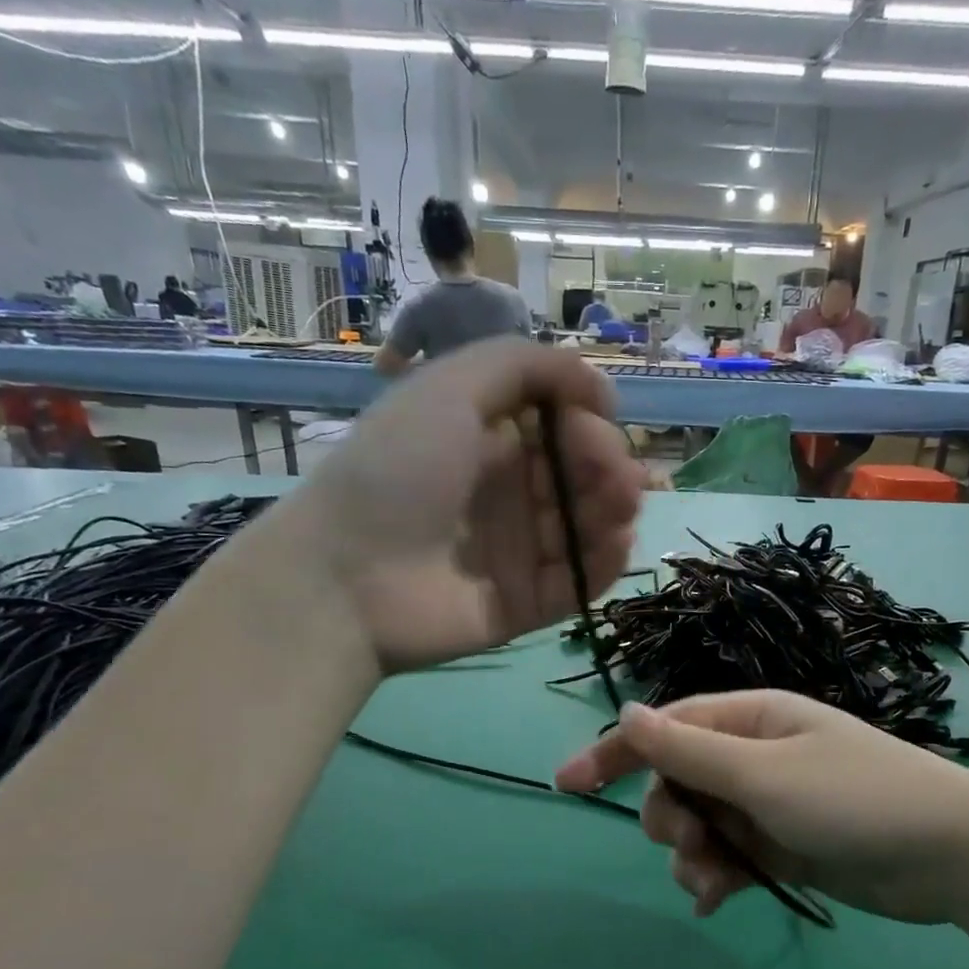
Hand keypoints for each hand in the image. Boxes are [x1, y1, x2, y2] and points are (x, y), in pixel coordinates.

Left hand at [283, 340, 645, 671]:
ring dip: (617, 510)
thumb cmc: (397, 471)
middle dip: (610, 467)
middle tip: (617, 475)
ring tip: (621, 506)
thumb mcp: (450, 388)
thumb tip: (599, 387)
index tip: (594, 421)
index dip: (588, 423)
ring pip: (589, 527)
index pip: (561, 428)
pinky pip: (580, 581)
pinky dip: (607, 561)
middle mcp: (508, 494)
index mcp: (488, 442)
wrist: (347, 576)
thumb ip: (526, 366)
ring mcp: (519, 552)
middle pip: (581, 477)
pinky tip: (617, 541)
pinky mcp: (527, 603)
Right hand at [554, 692, 968, 923]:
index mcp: (749, 720)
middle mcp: (753, 756)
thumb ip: (690, 750)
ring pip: (698, 825)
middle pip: (676, 781)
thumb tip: (629, 712)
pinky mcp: (780, 848)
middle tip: (688, 841)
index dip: (615, 752)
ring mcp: (766, 804)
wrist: (950, 856)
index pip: (665, 728)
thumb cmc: (855, 799)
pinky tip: (715, 902)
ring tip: (712, 883)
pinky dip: (715, 878)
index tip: (566, 784)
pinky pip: (727, 858)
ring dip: (691, 855)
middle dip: (669, 815)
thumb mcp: (764, 773)